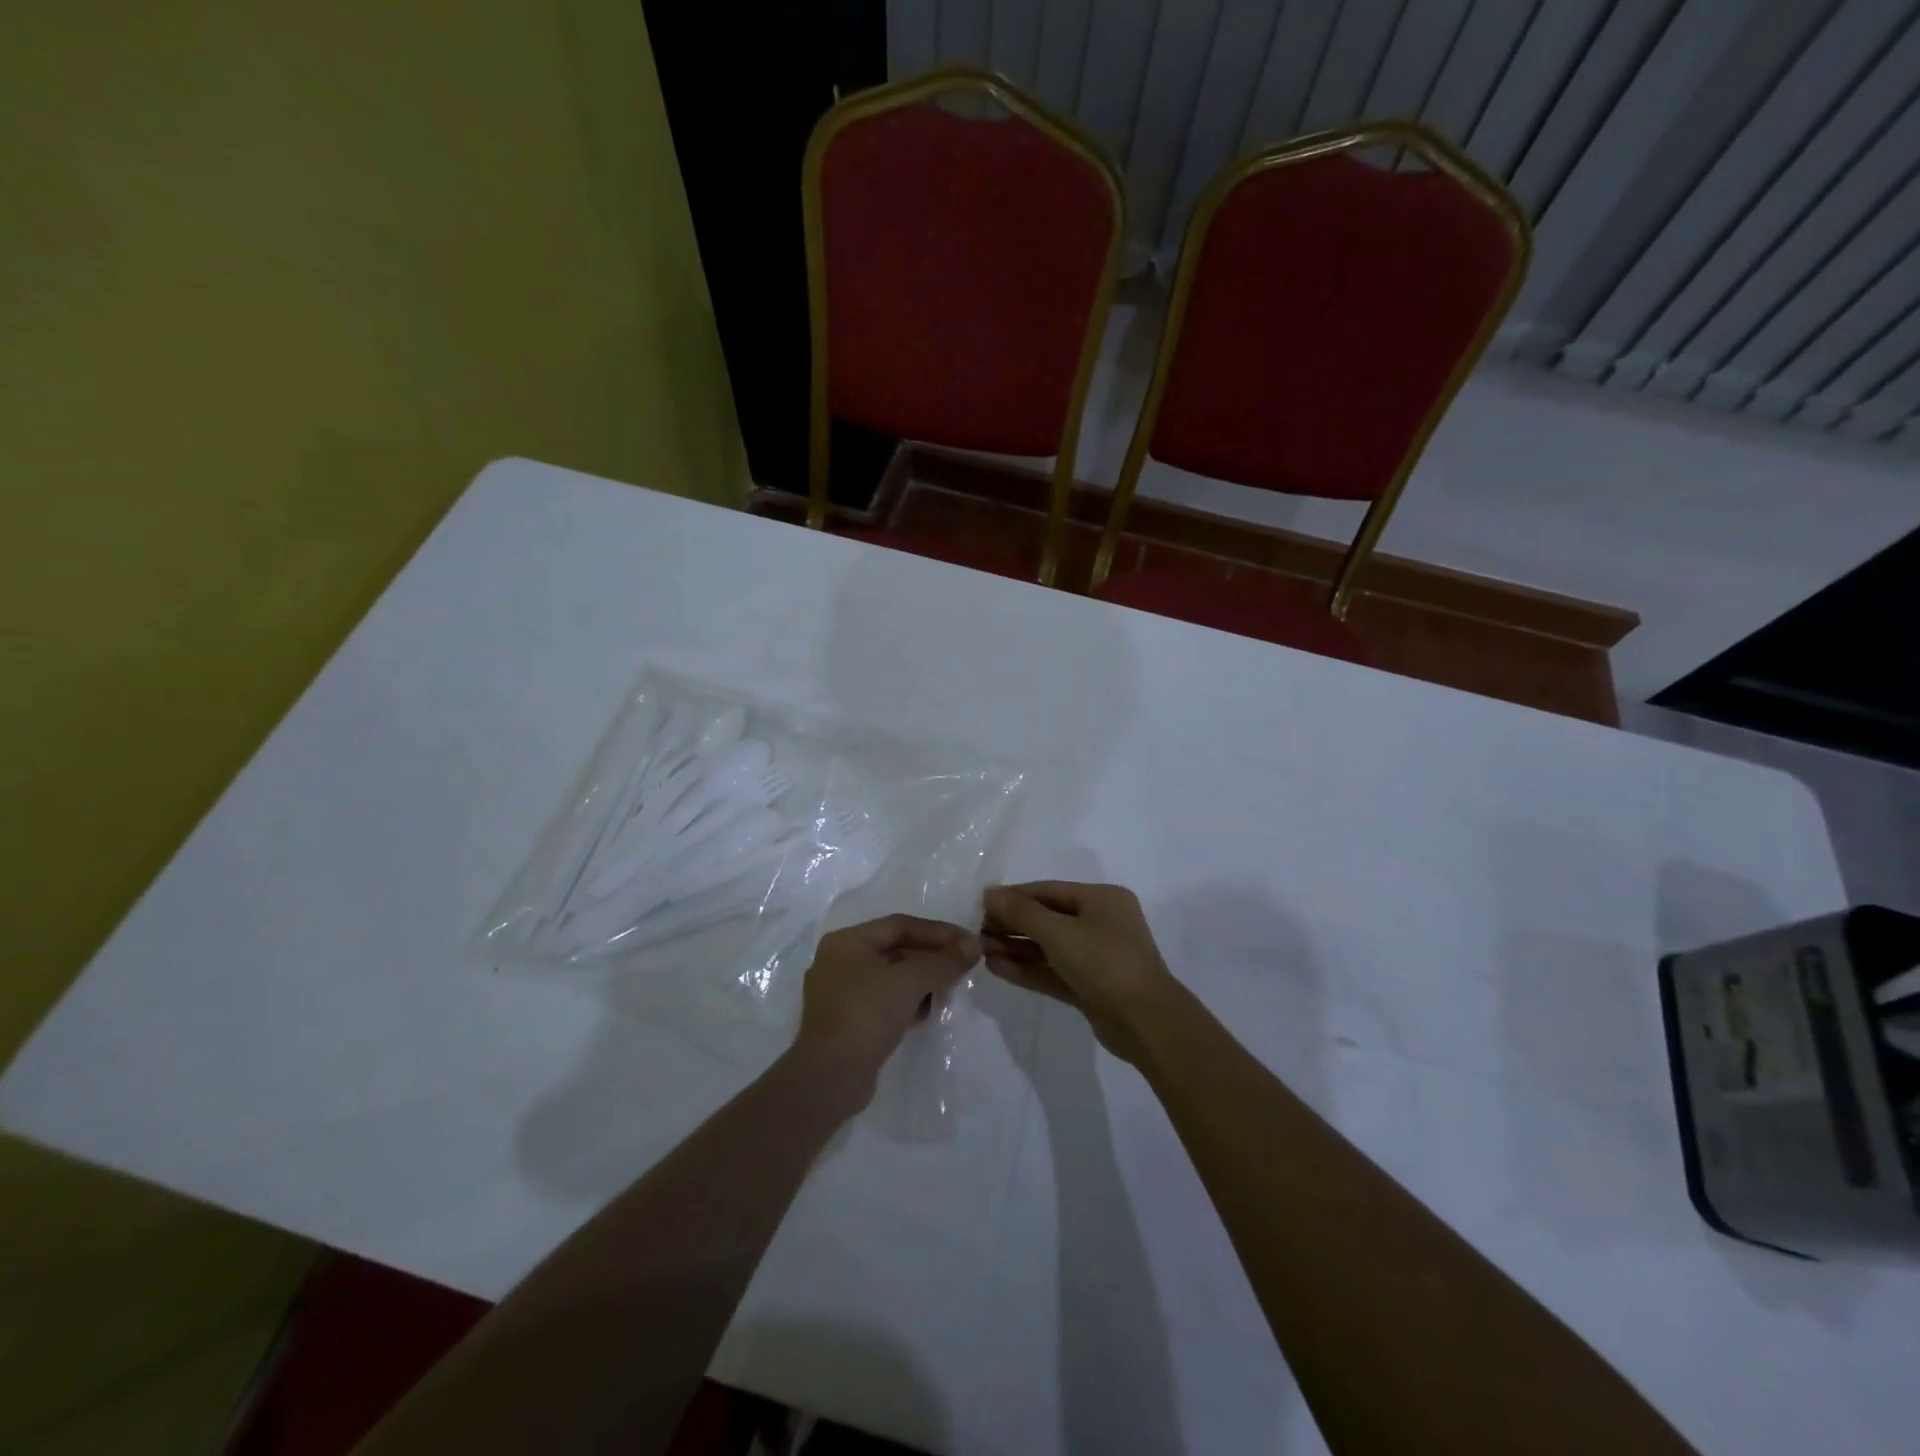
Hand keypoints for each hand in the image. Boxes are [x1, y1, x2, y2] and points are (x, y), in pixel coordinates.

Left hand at [793, 914, 980, 1104]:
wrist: (830, 1078)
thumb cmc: (866, 1015)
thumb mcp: (910, 981)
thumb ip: (944, 961)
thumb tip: (973, 944)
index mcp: (847, 941)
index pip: (900, 925)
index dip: (938, 932)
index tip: (968, 943)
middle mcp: (839, 961)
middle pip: (895, 949)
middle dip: (931, 956)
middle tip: (963, 965)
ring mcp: (840, 993)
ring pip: (890, 976)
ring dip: (921, 980)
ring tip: (949, 987)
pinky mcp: (847, 1021)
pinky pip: (883, 1000)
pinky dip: (906, 1001)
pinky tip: (927, 1011)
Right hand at [981, 882, 1180, 1063]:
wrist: (1146, 1022)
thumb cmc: (1104, 962)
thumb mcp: (1059, 932)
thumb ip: (1021, 911)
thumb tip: (989, 892)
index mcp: (1102, 899)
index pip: (1048, 891)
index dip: (1013, 896)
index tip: (980, 905)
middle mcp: (1101, 923)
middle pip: (1047, 918)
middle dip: (1012, 925)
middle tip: (977, 932)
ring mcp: (1098, 957)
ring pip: (1049, 947)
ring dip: (1016, 948)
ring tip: (981, 951)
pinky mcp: (1091, 987)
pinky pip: (1054, 971)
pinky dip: (1028, 969)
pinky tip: (997, 968)